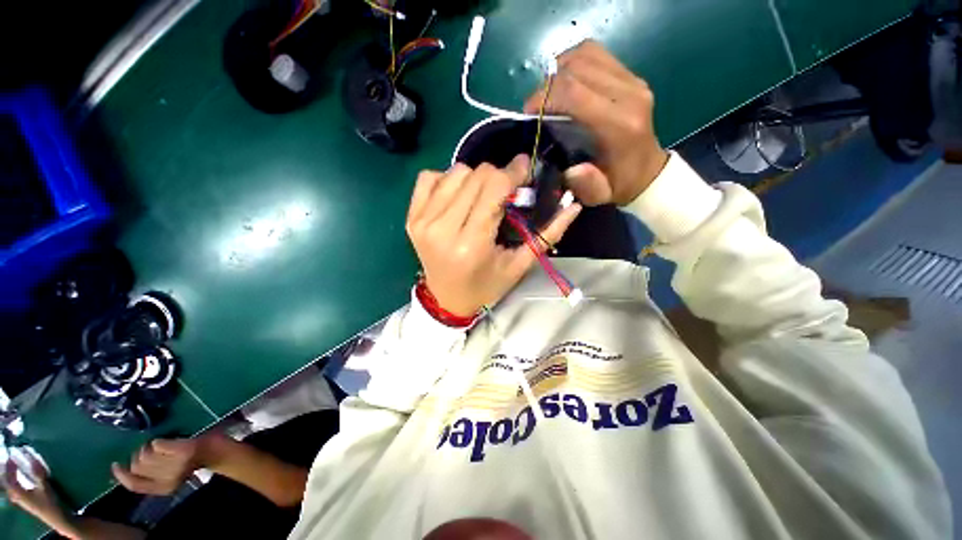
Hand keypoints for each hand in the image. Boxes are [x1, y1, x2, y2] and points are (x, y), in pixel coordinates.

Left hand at [4, 456, 73, 533]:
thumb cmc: (50, 503)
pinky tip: (21, 480)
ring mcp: (21, 500)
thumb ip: (39, 474)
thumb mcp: (45, 488)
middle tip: (10, 461)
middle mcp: (16, 496)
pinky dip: (16, 482)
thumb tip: (33, 458)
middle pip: (7, 483)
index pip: (8, 478)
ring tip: (14, 468)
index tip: (11, 457)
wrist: (57, 518)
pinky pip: (16, 489)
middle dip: (7, 472)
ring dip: (11, 477)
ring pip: (11, 487)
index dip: (8, 467)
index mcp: (18, 492)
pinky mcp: (26, 501)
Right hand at [111, 435, 220, 495]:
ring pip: (145, 454)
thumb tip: (125, 468)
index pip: (134, 485)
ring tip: (163, 446)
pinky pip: (158, 444)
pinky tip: (168, 441)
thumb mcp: (167, 474)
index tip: (115, 464)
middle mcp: (167, 480)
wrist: (215, 451)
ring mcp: (176, 465)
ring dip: (150, 446)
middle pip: (137, 466)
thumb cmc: (189, 460)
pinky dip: (160, 440)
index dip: (121, 475)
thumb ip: (149, 475)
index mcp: (163, 488)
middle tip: (153, 450)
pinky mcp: (183, 452)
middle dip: (140, 454)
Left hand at [407, 155, 581, 316]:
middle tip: (506, 191)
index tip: (525, 169)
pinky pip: (428, 177)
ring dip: (474, 178)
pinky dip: (446, 180)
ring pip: (454, 171)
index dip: (513, 172)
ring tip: (480, 198)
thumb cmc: (485, 286)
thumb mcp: (519, 265)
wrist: (446, 299)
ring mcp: (422, 220)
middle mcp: (442, 228)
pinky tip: (456, 197)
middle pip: (475, 175)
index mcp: (471, 244)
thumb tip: (574, 206)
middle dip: (497, 176)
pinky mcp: (411, 217)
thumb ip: (547, 234)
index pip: (494, 187)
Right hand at [525, 40, 669, 205]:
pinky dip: (575, 63)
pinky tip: (566, 82)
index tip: (528, 112)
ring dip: (560, 70)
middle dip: (547, 85)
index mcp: (619, 125)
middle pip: (577, 69)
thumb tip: (571, 168)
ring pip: (586, 54)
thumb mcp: (599, 195)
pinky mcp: (632, 76)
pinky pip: (597, 55)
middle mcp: (629, 95)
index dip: (544, 96)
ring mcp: (633, 81)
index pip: (574, 92)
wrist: (648, 171)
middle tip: (536, 107)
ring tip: (550, 94)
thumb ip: (586, 184)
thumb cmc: (619, 184)